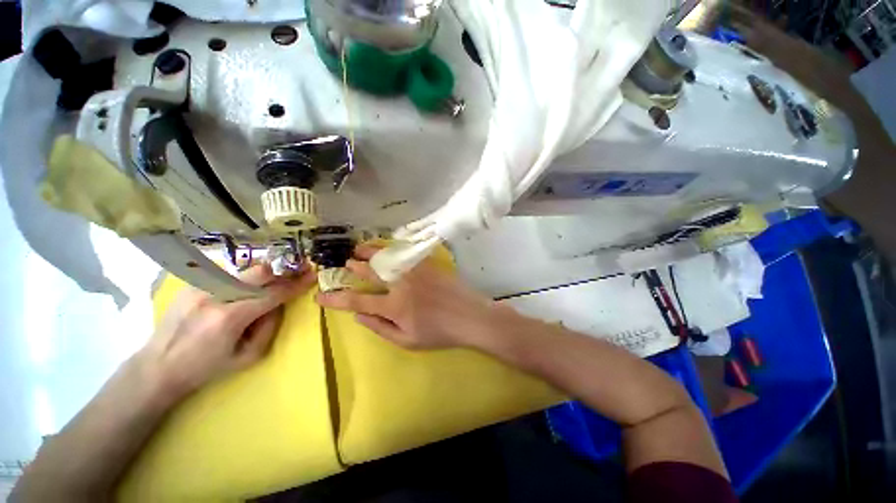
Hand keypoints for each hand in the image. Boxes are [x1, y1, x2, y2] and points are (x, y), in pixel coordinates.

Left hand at [137, 264, 316, 403]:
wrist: (157, 367)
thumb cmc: (206, 368)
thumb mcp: (248, 357)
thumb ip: (270, 327)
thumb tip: (278, 304)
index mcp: (229, 318)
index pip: (273, 293)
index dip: (296, 284)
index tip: (312, 275)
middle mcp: (214, 295)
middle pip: (259, 271)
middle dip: (283, 270)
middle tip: (298, 269)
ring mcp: (200, 286)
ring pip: (244, 270)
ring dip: (264, 275)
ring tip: (272, 280)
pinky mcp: (191, 284)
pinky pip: (227, 274)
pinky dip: (243, 279)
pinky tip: (243, 289)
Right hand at [315, 244, 502, 349]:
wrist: (469, 315)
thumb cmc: (439, 332)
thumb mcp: (407, 341)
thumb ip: (380, 328)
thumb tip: (358, 315)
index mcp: (394, 306)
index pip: (357, 300)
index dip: (335, 298)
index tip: (320, 296)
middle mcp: (400, 283)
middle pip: (369, 271)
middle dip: (353, 267)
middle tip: (344, 264)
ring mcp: (415, 270)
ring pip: (385, 256)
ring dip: (369, 251)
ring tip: (358, 249)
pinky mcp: (427, 262)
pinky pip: (404, 251)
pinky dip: (390, 248)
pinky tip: (385, 247)